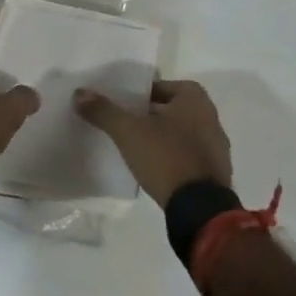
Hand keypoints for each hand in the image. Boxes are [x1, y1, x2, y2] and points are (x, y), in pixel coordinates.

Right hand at [75, 78, 232, 206]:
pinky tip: (155, 167)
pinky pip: (188, 153)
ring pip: (180, 131)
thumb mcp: (128, 132)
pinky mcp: (216, 170)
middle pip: (169, 108)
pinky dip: (173, 155)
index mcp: (194, 97)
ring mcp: (216, 144)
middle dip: (148, 115)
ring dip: (161, 136)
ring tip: (136, 146)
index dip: (136, 94)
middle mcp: (210, 115)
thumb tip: (79, 93)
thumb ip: (104, 111)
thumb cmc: (166, 158)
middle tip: (124, 124)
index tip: (120, 105)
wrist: (200, 209)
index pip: (158, 86)